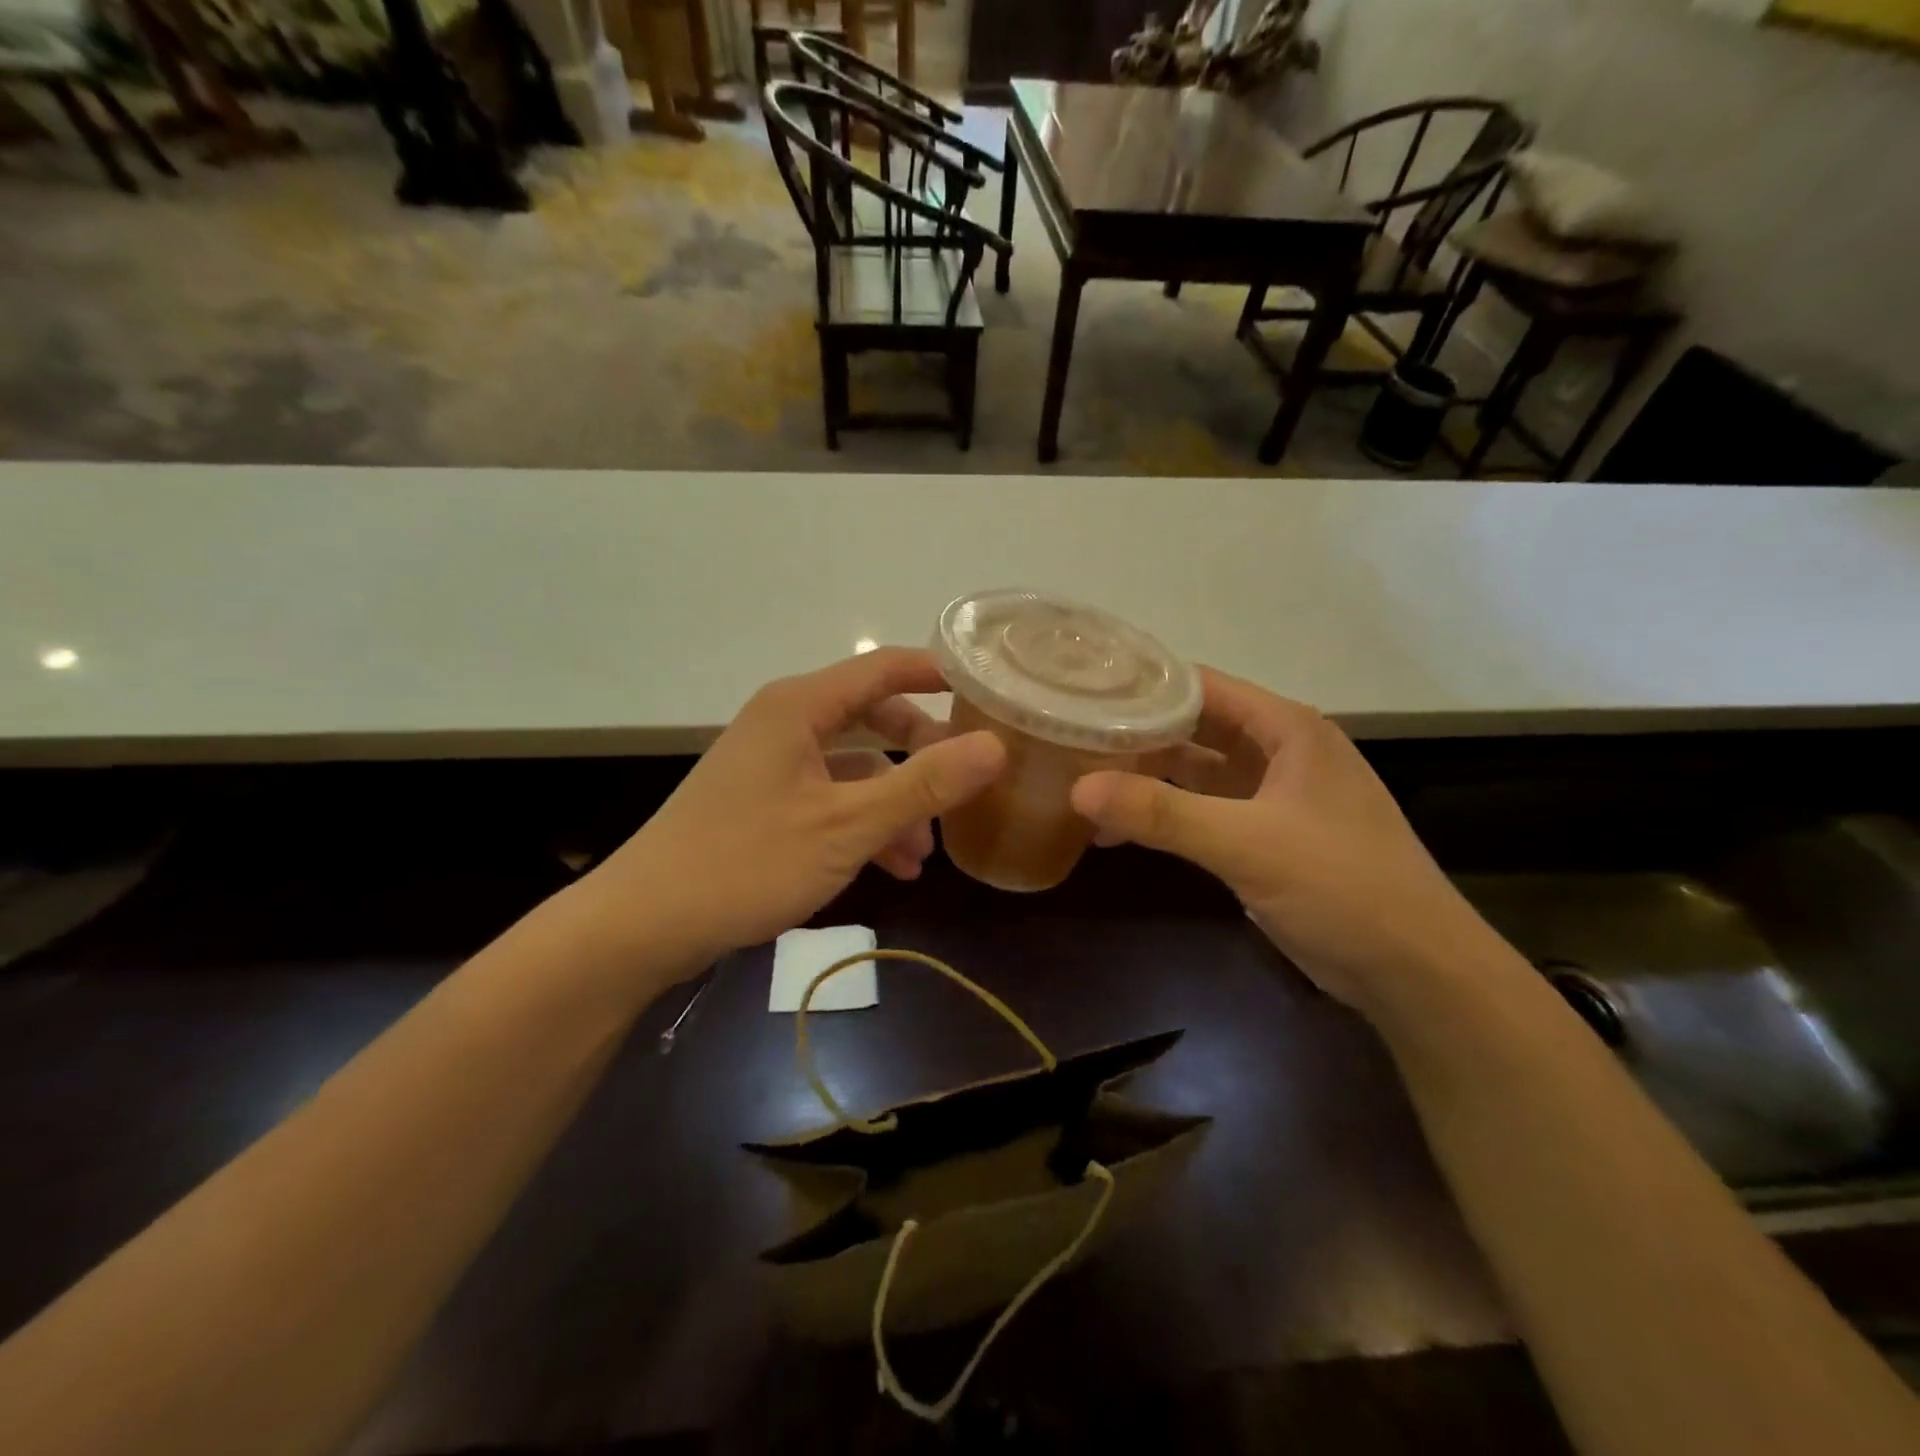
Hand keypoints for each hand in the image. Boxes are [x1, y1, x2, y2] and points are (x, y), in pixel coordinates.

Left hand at [589, 648, 1004, 970]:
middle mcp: (785, 723)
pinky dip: (862, 825)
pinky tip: (890, 869)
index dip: (936, 674)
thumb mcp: (848, 825)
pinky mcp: (763, 803)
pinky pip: (828, 799)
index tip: (984, 692)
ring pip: (853, 768)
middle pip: (871, 719)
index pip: (882, 667)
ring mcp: (771, 765)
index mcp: (799, 707)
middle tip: (963, 784)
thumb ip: (924, 785)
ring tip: (924, 854)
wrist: (646, 923)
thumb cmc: (749, 862)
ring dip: (894, 803)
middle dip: (920, 754)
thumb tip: (994, 745)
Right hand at [1069, 668, 1495, 1012]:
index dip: (1144, 686)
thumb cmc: (1342, 886)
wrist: (1416, 971)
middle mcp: (1279, 752)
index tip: (1084, 694)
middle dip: (1136, 736)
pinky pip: (1203, 812)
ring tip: (1081, 784)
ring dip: (1146, 779)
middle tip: (1070, 741)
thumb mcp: (1247, 844)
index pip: (1202, 686)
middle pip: (1194, 727)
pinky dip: (1165, 817)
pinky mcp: (1266, 837)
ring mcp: (1273, 796)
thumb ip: (1163, 814)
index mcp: (1287, 729)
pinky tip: (1118, 832)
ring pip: (1195, 773)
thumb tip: (1078, 789)